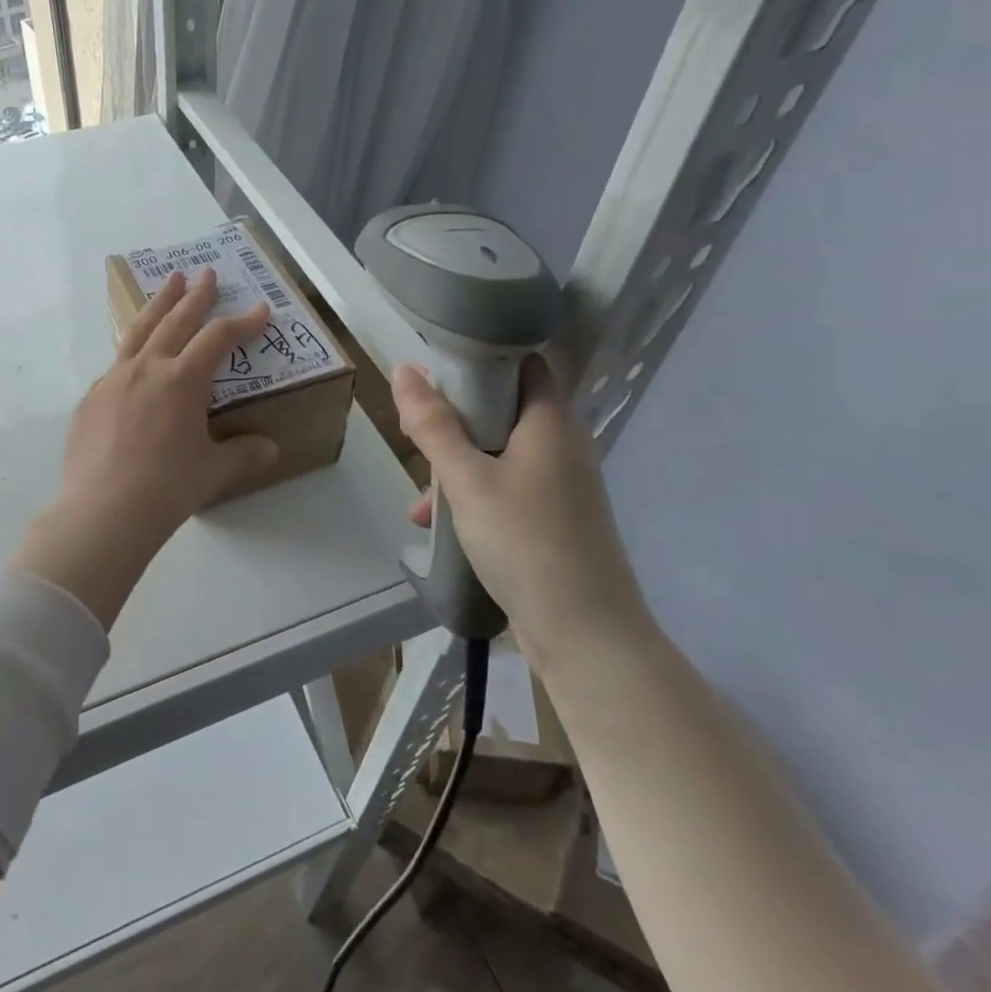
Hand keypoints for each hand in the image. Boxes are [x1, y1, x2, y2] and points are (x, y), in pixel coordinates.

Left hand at [15, 269, 279, 627]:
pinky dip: (132, 349)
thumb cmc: (167, 488)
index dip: (243, 322)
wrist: (102, 512)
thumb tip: (270, 449)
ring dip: (158, 304)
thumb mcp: (213, 471)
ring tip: (169, 283)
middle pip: (175, 320)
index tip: (260, 308)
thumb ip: (243, 454)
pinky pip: (116, 364)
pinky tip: (135, 356)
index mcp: (182, 380)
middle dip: (195, 296)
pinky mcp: (91, 400)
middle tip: (206, 273)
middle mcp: (147, 369)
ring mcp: (113, 381)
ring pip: (139, 330)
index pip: (219, 338)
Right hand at [394, 354, 653, 672]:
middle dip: (456, 419)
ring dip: (458, 464)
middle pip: (504, 408)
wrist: (585, 634)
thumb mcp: (467, 479)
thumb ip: (433, 425)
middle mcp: (562, 444)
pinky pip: (506, 487)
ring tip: (420, 495)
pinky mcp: (555, 518)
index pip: (522, 362)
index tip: (436, 368)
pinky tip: (437, 524)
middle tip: (417, 430)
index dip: (480, 357)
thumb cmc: (525, 541)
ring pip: (499, 452)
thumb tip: (405, 370)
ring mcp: (561, 484)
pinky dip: (474, 494)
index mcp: (551, 421)